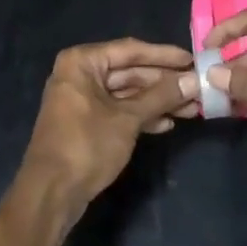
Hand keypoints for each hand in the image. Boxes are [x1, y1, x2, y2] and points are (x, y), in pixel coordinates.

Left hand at [18, 39, 199, 219]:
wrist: (50, 194)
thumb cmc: (86, 145)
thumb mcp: (127, 119)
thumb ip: (160, 97)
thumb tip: (193, 80)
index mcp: (83, 61)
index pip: (130, 51)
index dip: (163, 55)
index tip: (191, 60)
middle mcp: (80, 73)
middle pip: (129, 72)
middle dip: (163, 82)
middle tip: (196, 87)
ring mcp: (82, 99)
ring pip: (126, 93)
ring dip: (157, 101)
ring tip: (190, 108)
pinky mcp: (86, 123)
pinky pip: (119, 111)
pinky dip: (141, 116)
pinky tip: (167, 124)